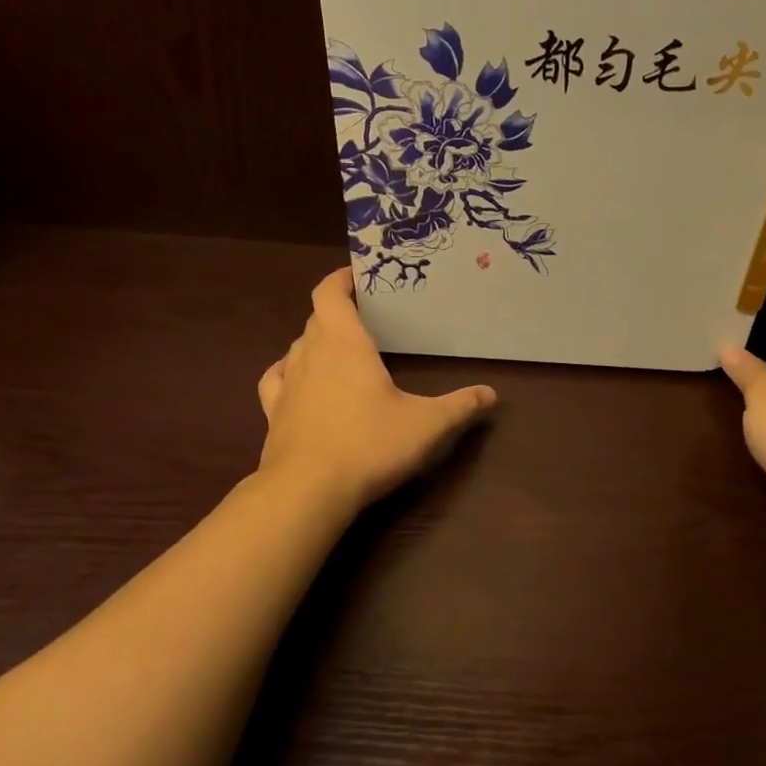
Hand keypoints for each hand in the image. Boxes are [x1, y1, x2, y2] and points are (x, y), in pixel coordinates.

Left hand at [257, 269, 498, 512]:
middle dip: (338, 311)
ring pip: (297, 346)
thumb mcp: (427, 425)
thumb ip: (460, 406)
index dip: (341, 279)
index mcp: (345, 344)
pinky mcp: (273, 413)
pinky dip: (289, 371)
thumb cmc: (369, 445)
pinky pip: (277, 378)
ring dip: (316, 341)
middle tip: (367, 318)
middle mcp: (311, 354)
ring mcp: (287, 383)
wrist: (307, 491)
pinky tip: (299, 380)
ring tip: (340, 350)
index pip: (330, 293)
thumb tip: (491, 394)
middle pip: (317, 318)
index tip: (359, 275)